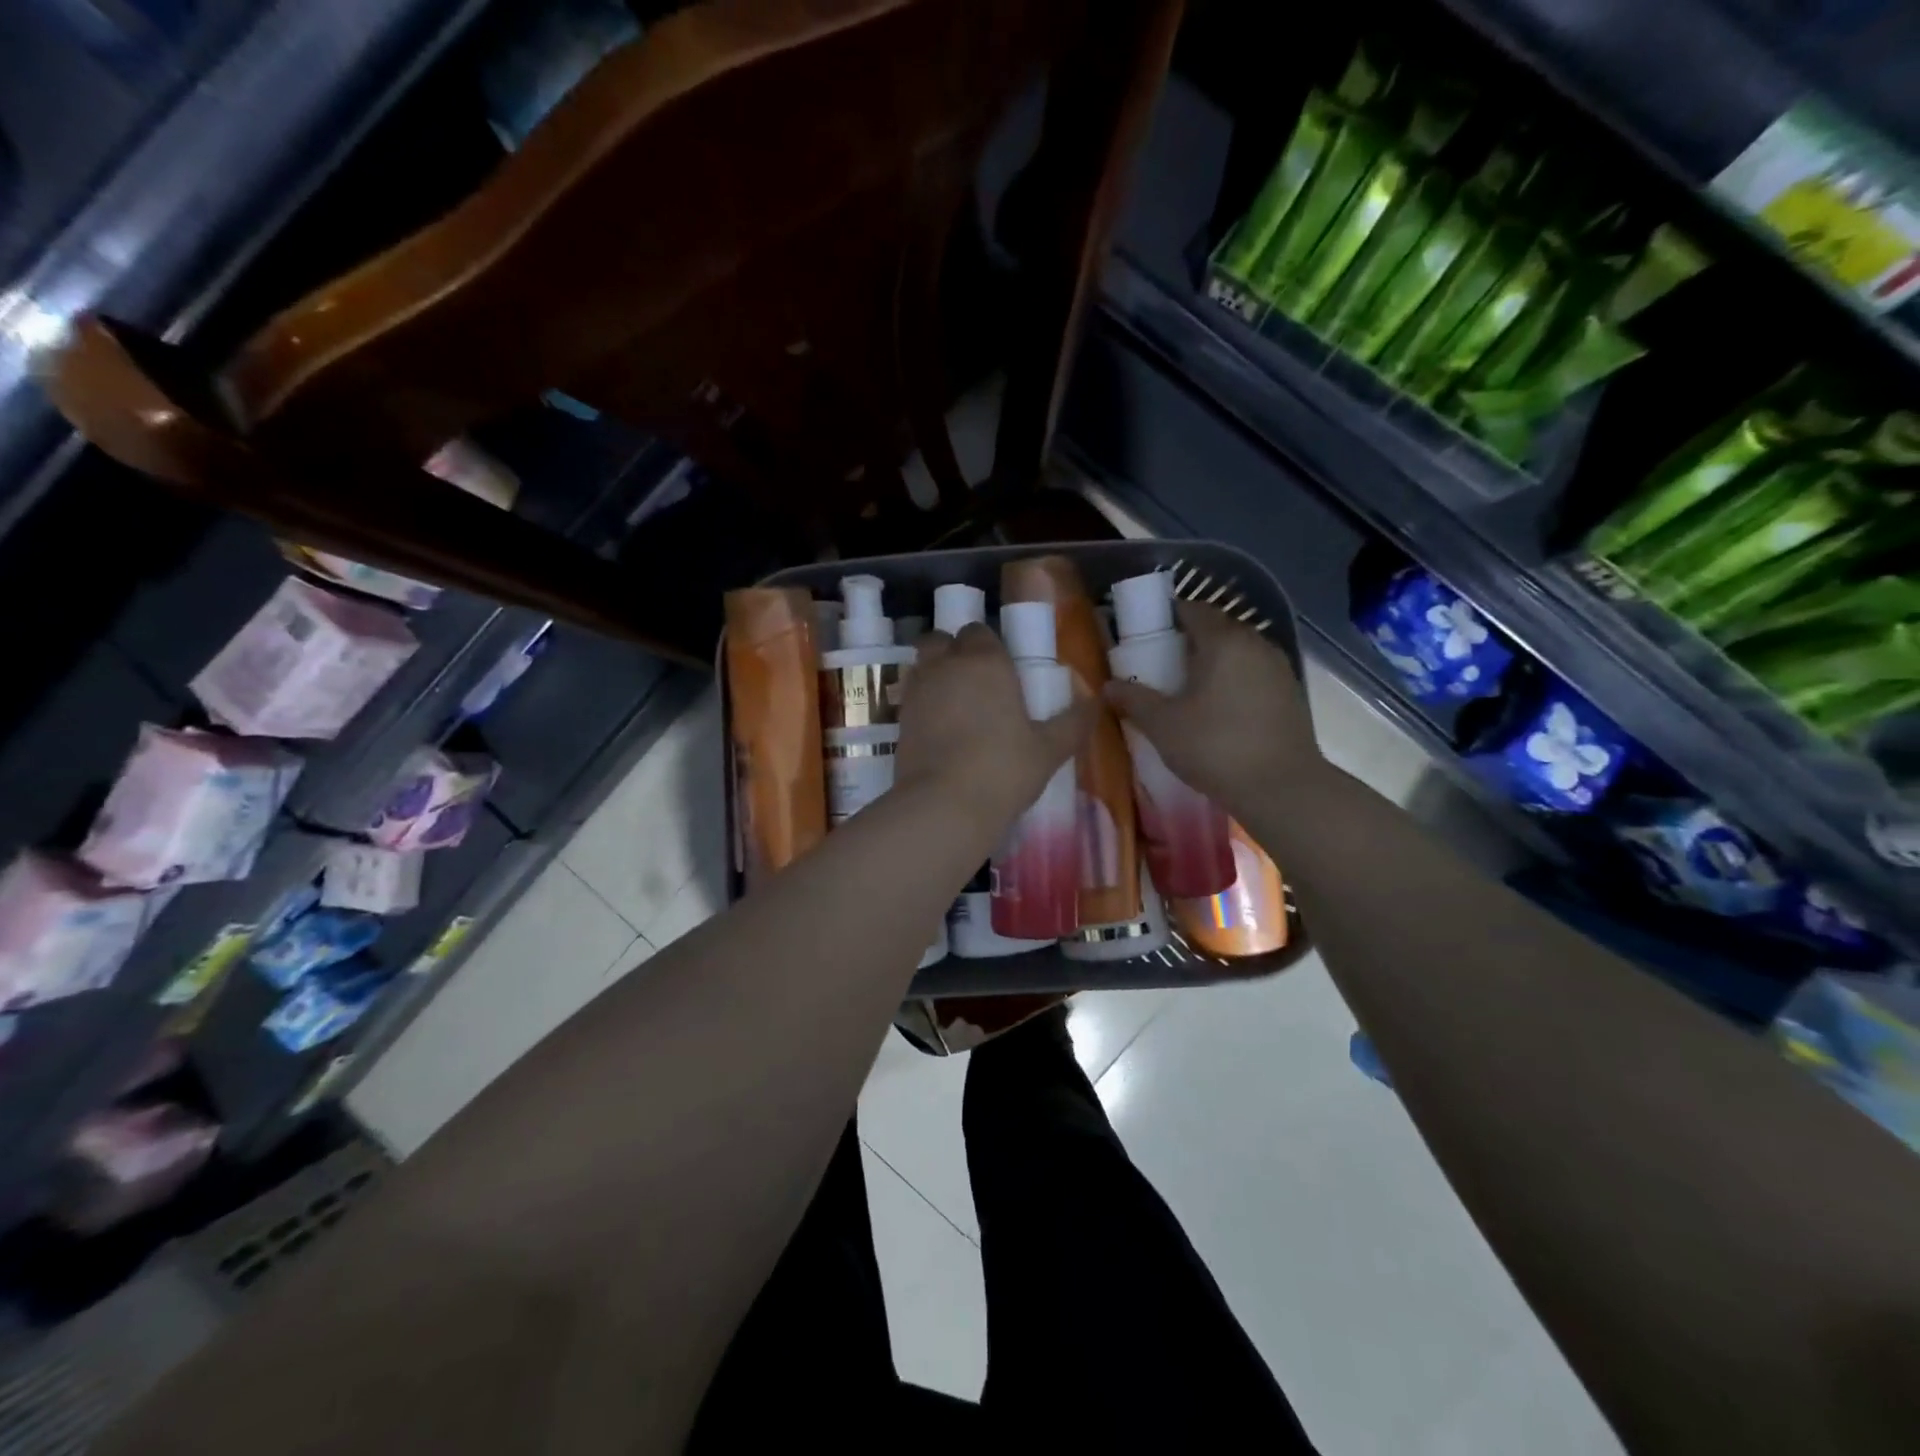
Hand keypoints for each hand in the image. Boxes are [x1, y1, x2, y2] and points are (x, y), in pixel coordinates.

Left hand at [895, 623, 1093, 832]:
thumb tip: (1094, 703)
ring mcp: (917, 691)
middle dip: (953, 651)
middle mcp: (946, 666)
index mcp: (985, 661)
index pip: (979, 632)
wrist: (944, 805)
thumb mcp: (1049, 750)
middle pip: (941, 640)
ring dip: (935, 674)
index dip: (988, 646)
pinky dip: (923, 704)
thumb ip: (1073, 723)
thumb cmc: (1004, 769)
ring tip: (955, 705)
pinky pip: (911, 697)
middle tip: (974, 682)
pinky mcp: (898, 719)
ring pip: (922, 665)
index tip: (1002, 671)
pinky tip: (939, 730)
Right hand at [1103, 599, 1317, 810]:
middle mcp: (1256, 644)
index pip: (1193, 609)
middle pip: (1218, 629)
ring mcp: (1279, 668)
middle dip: (1189, 642)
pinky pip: (1254, 675)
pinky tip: (1219, 711)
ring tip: (1189, 691)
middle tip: (1162, 667)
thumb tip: (1108, 686)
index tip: (1147, 638)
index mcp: (1224, 641)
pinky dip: (1234, 682)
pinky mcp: (1291, 694)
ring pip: (1239, 653)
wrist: (1282, 789)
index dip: (1168, 618)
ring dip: (1214, 663)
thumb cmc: (1216, 747)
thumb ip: (1135, 700)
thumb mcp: (1163, 726)